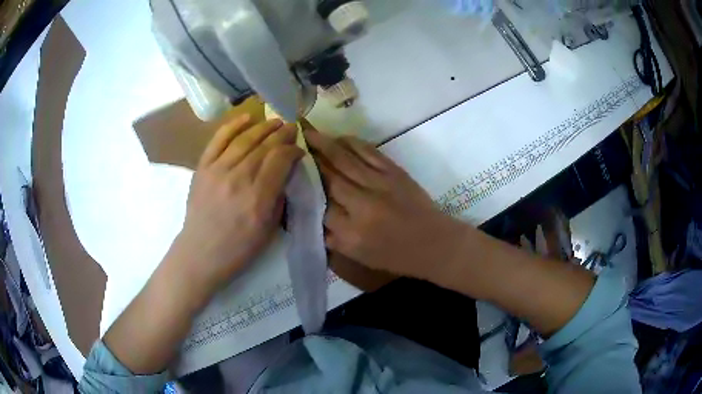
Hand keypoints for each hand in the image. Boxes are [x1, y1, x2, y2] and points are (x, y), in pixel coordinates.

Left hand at [173, 114, 303, 296]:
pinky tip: (247, 117)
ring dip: (263, 127)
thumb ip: (278, 198)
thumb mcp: (268, 230)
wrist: (200, 253)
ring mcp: (218, 170)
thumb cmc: (238, 249)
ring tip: (275, 121)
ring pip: (245, 139)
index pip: (280, 160)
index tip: (299, 150)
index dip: (293, 150)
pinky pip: (218, 140)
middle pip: (265, 146)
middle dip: (282, 134)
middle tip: (292, 128)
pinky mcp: (203, 167)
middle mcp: (239, 178)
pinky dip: (233, 125)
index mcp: (258, 198)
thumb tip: (285, 173)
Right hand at [305, 130, 468, 280]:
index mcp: (351, 232)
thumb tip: (309, 215)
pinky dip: (351, 142)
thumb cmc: (395, 255)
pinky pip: (368, 152)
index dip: (301, 189)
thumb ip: (331, 237)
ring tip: (306, 132)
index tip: (287, 175)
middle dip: (307, 160)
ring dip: (323, 144)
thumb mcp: (358, 257)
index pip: (318, 206)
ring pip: (345, 159)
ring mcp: (380, 184)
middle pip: (328, 177)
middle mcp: (362, 205)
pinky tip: (338, 138)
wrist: (433, 243)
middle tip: (290, 145)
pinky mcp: (394, 172)